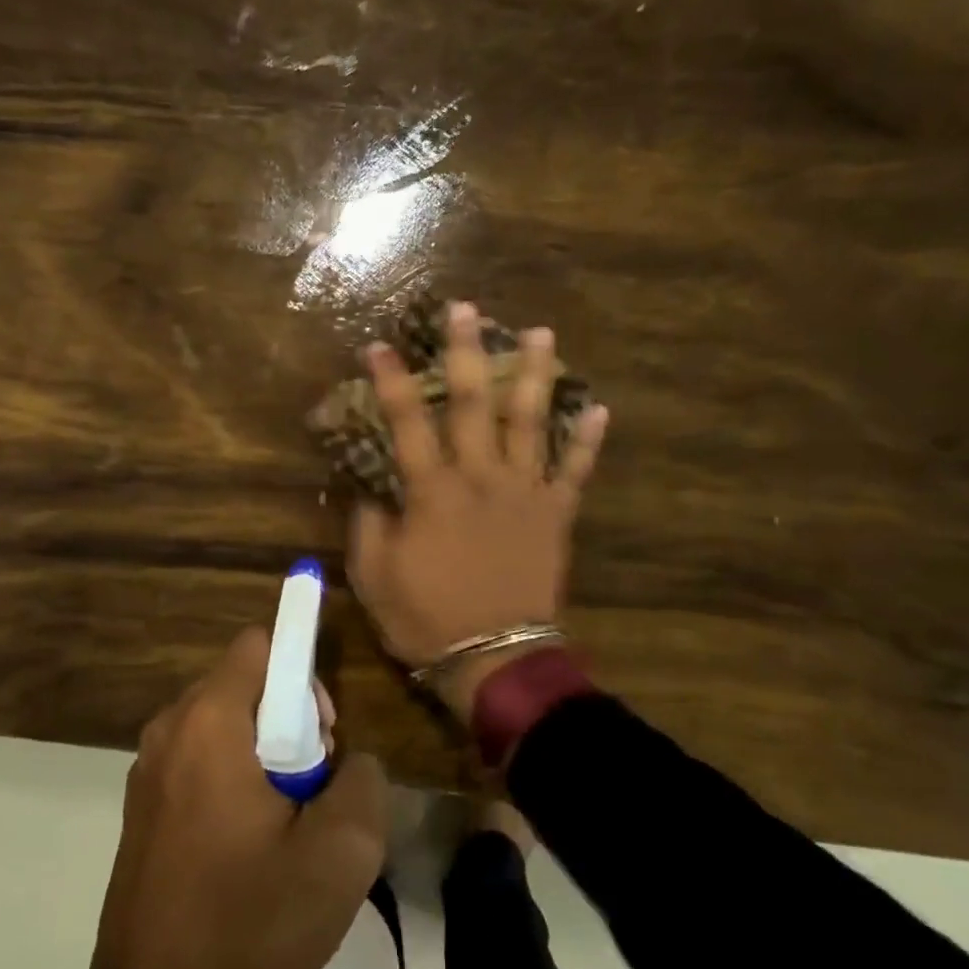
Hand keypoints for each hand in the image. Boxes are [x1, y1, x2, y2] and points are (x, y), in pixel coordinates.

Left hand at [63, 628, 386, 968]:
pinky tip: (246, 845)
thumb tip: (350, 763)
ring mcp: (148, 767)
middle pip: (245, 683)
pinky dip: (232, 777)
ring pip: (224, 723)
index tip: (322, 736)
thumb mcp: (340, 856)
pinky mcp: (143, 804)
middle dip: (290, 720)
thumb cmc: (246, 921)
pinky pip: (200, 758)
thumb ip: (363, 782)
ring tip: (284, 824)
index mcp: (209, 722)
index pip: (261, 644)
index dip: (303, 675)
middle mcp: (170, 728)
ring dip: (264, 754)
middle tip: (312, 789)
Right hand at [347, 301, 606, 717]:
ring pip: (531, 422)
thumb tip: (369, 484)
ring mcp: (524, 493)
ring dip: (536, 375)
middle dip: (467, 352)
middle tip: (468, 309)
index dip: (391, 381)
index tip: (381, 344)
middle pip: (473, 403)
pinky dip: (588, 440)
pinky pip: (575, 471)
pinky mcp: (556, 515)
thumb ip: (368, 522)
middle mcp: (481, 477)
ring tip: (543, 334)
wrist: (494, 659)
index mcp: (433, 491)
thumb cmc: (426, 618)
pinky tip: (600, 408)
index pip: (406, 422)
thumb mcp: (374, 575)